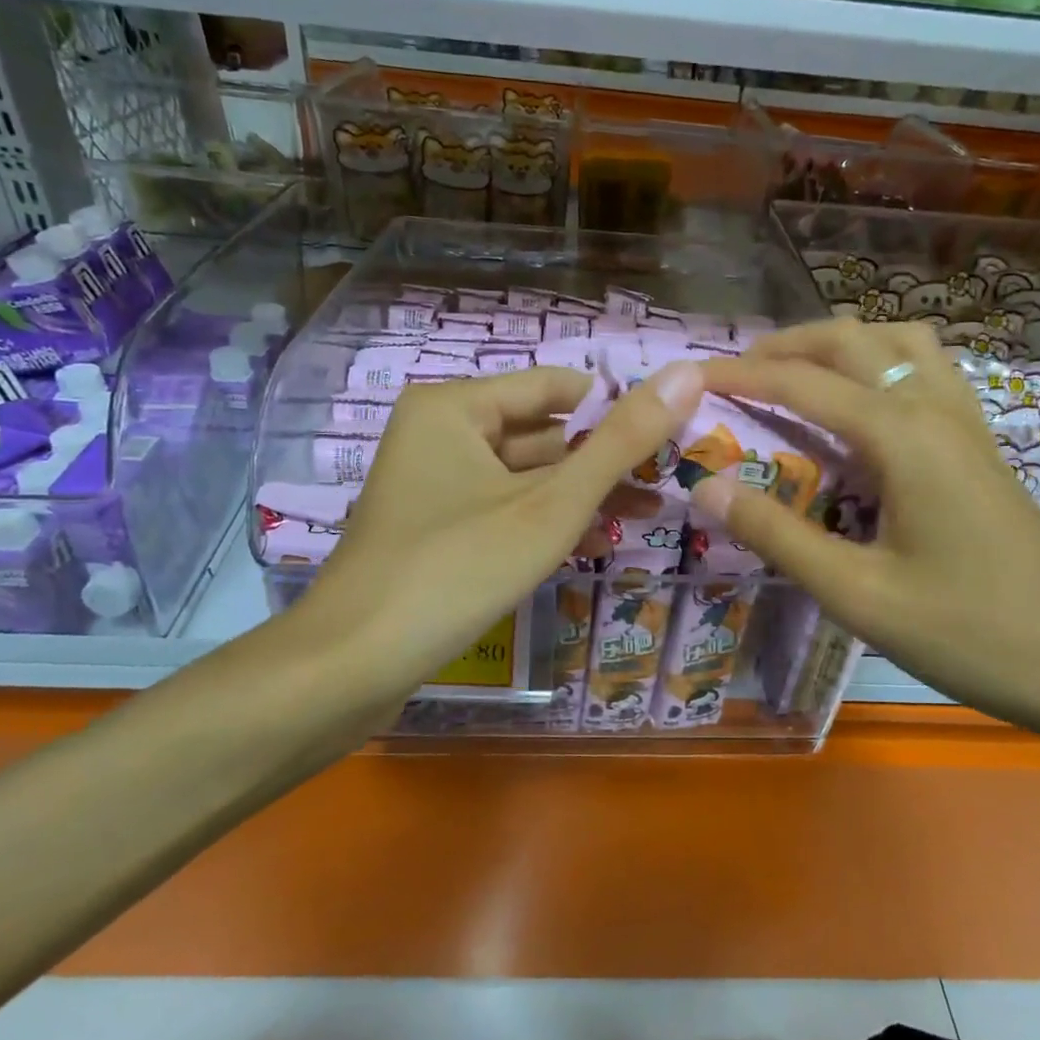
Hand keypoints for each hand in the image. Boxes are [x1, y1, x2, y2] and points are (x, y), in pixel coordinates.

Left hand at [288, 361, 705, 716]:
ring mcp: (435, 484)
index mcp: (456, 406)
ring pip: (526, 476)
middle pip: (541, 432)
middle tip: (670, 480)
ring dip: (583, 494)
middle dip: (604, 460)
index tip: (675, 435)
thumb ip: (622, 442)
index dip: (617, 408)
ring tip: (650, 512)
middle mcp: (441, 433)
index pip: (556, 387)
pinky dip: (546, 521)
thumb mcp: (551, 505)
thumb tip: (687, 373)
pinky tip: (596, 540)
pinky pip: (504, 509)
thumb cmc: (457, 569)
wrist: (352, 666)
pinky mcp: (436, 528)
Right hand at [692, 320, 1039, 746]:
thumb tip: (705, 486)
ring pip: (899, 343)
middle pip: (853, 340)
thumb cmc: (970, 633)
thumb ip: (777, 535)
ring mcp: (966, 423)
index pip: (802, 384)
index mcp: (901, 436)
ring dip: (840, 344)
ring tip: (796, 376)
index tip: (687, 375)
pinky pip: (925, 372)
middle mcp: (934, 409)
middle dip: (787, 345)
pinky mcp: (980, 447)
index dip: (739, 375)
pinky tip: (862, 408)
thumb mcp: (858, 595)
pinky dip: (880, 364)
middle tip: (735, 373)